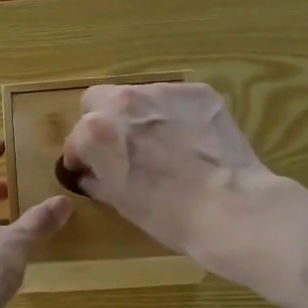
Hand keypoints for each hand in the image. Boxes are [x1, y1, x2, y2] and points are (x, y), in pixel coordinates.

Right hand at [60, 82, 287, 278]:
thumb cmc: (168, 215)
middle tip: (120, 148)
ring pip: (137, 95)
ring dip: (139, 115)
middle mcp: (123, 101)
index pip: (76, 139)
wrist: (231, 209)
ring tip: (161, 143)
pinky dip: (175, 115)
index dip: (81, 157)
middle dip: (101, 121)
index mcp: (96, 131)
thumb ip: (97, 180)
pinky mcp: (199, 92)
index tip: (91, 170)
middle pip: (97, 100)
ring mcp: (163, 92)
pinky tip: (190, 140)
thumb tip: (90, 175)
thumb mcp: (121, 202)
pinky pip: (175, 99)